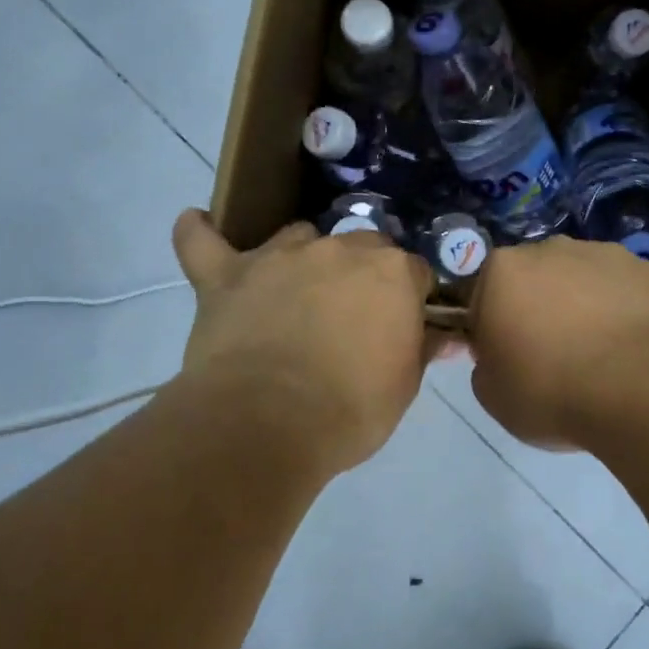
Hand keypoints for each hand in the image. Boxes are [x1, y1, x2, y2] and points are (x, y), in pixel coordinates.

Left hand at [173, 210, 435, 473]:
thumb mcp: (403, 387)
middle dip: (363, 272)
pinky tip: (198, 223)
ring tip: (295, 290)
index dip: (410, 297)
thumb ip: (423, 350)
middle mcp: (339, 250)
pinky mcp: (227, 275)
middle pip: (361, 245)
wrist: (267, 424)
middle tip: (353, 314)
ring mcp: (278, 256)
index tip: (405, 323)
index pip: (413, 271)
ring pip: (297, 236)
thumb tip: (451, 336)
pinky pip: (203, 242)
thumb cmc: (350, 410)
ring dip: (301, 256)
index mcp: (391, 273)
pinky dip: (200, 233)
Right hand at [467, 235, 648, 450]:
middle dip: (538, 308)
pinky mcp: (647, 268)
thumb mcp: (492, 395)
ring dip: (582, 305)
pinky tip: (632, 347)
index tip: (506, 359)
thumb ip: (486, 364)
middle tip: (551, 356)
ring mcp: (603, 253)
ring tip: (598, 354)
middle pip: (534, 278)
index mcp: (502, 270)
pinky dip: (623, 310)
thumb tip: (501, 357)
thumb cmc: (552, 390)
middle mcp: (550, 248)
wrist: (641, 387)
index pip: (484, 295)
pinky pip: (623, 289)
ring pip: (581, 278)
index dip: (492, 328)